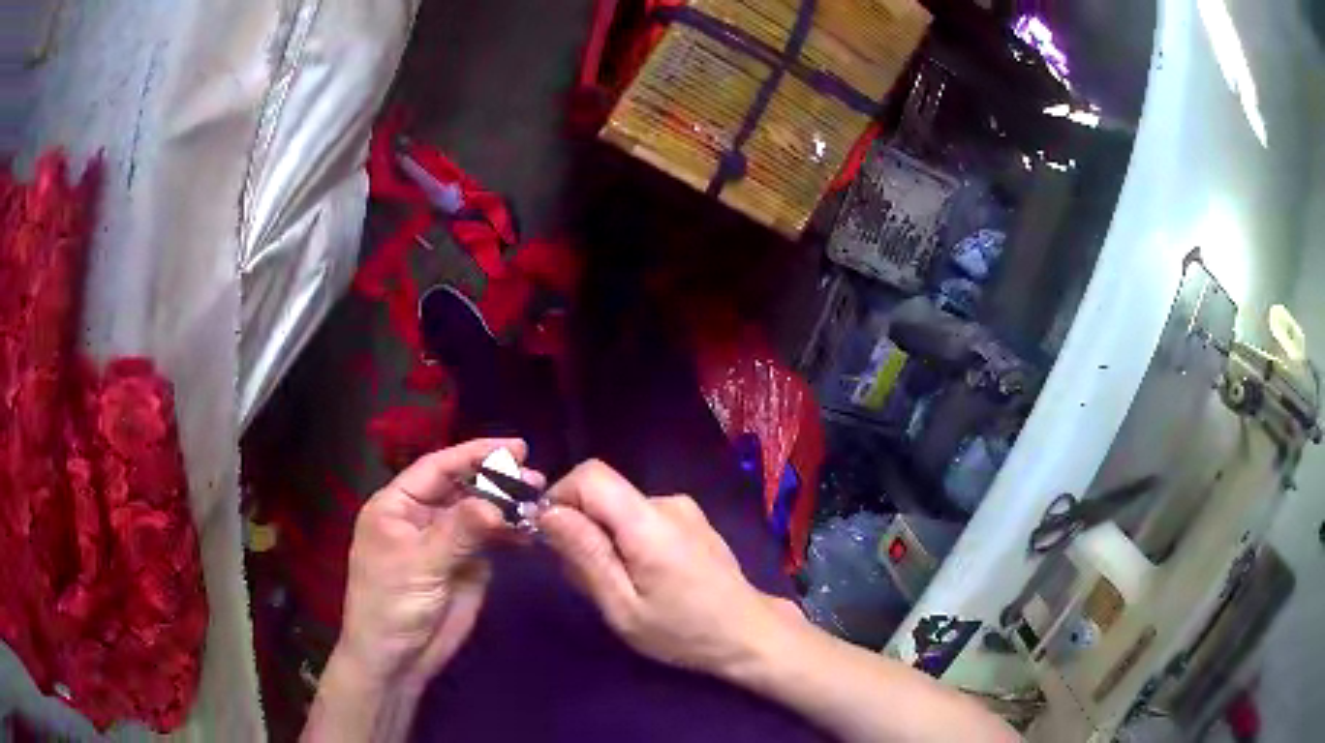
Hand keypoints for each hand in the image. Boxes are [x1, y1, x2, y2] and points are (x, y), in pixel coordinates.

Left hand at [332, 438, 542, 690]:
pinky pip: (490, 540)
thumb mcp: (420, 564)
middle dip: (496, 480)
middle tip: (534, 479)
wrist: (398, 659)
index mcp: (397, 505)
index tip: (516, 448)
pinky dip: (510, 534)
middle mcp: (422, 517)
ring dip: (507, 507)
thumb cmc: (393, 605)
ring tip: (539, 503)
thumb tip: (497, 502)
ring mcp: (445, 541)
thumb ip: (458, 531)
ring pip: (479, 513)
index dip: (474, 454)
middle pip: (462, 487)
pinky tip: (531, 531)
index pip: (437, 468)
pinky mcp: (465, 565)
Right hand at [537, 460, 799, 677]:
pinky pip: (642, 518)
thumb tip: (547, 512)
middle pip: (603, 494)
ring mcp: (684, 509)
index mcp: (648, 521)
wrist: (749, 633)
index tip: (552, 539)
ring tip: (620, 587)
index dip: (560, 497)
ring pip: (620, 509)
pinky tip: (645, 579)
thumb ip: (585, 556)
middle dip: (581, 529)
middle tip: (588, 580)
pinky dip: (628, 541)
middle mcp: (667, 502)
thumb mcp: (623, 607)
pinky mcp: (692, 520)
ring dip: (605, 540)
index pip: (589, 475)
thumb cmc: (683, 631)